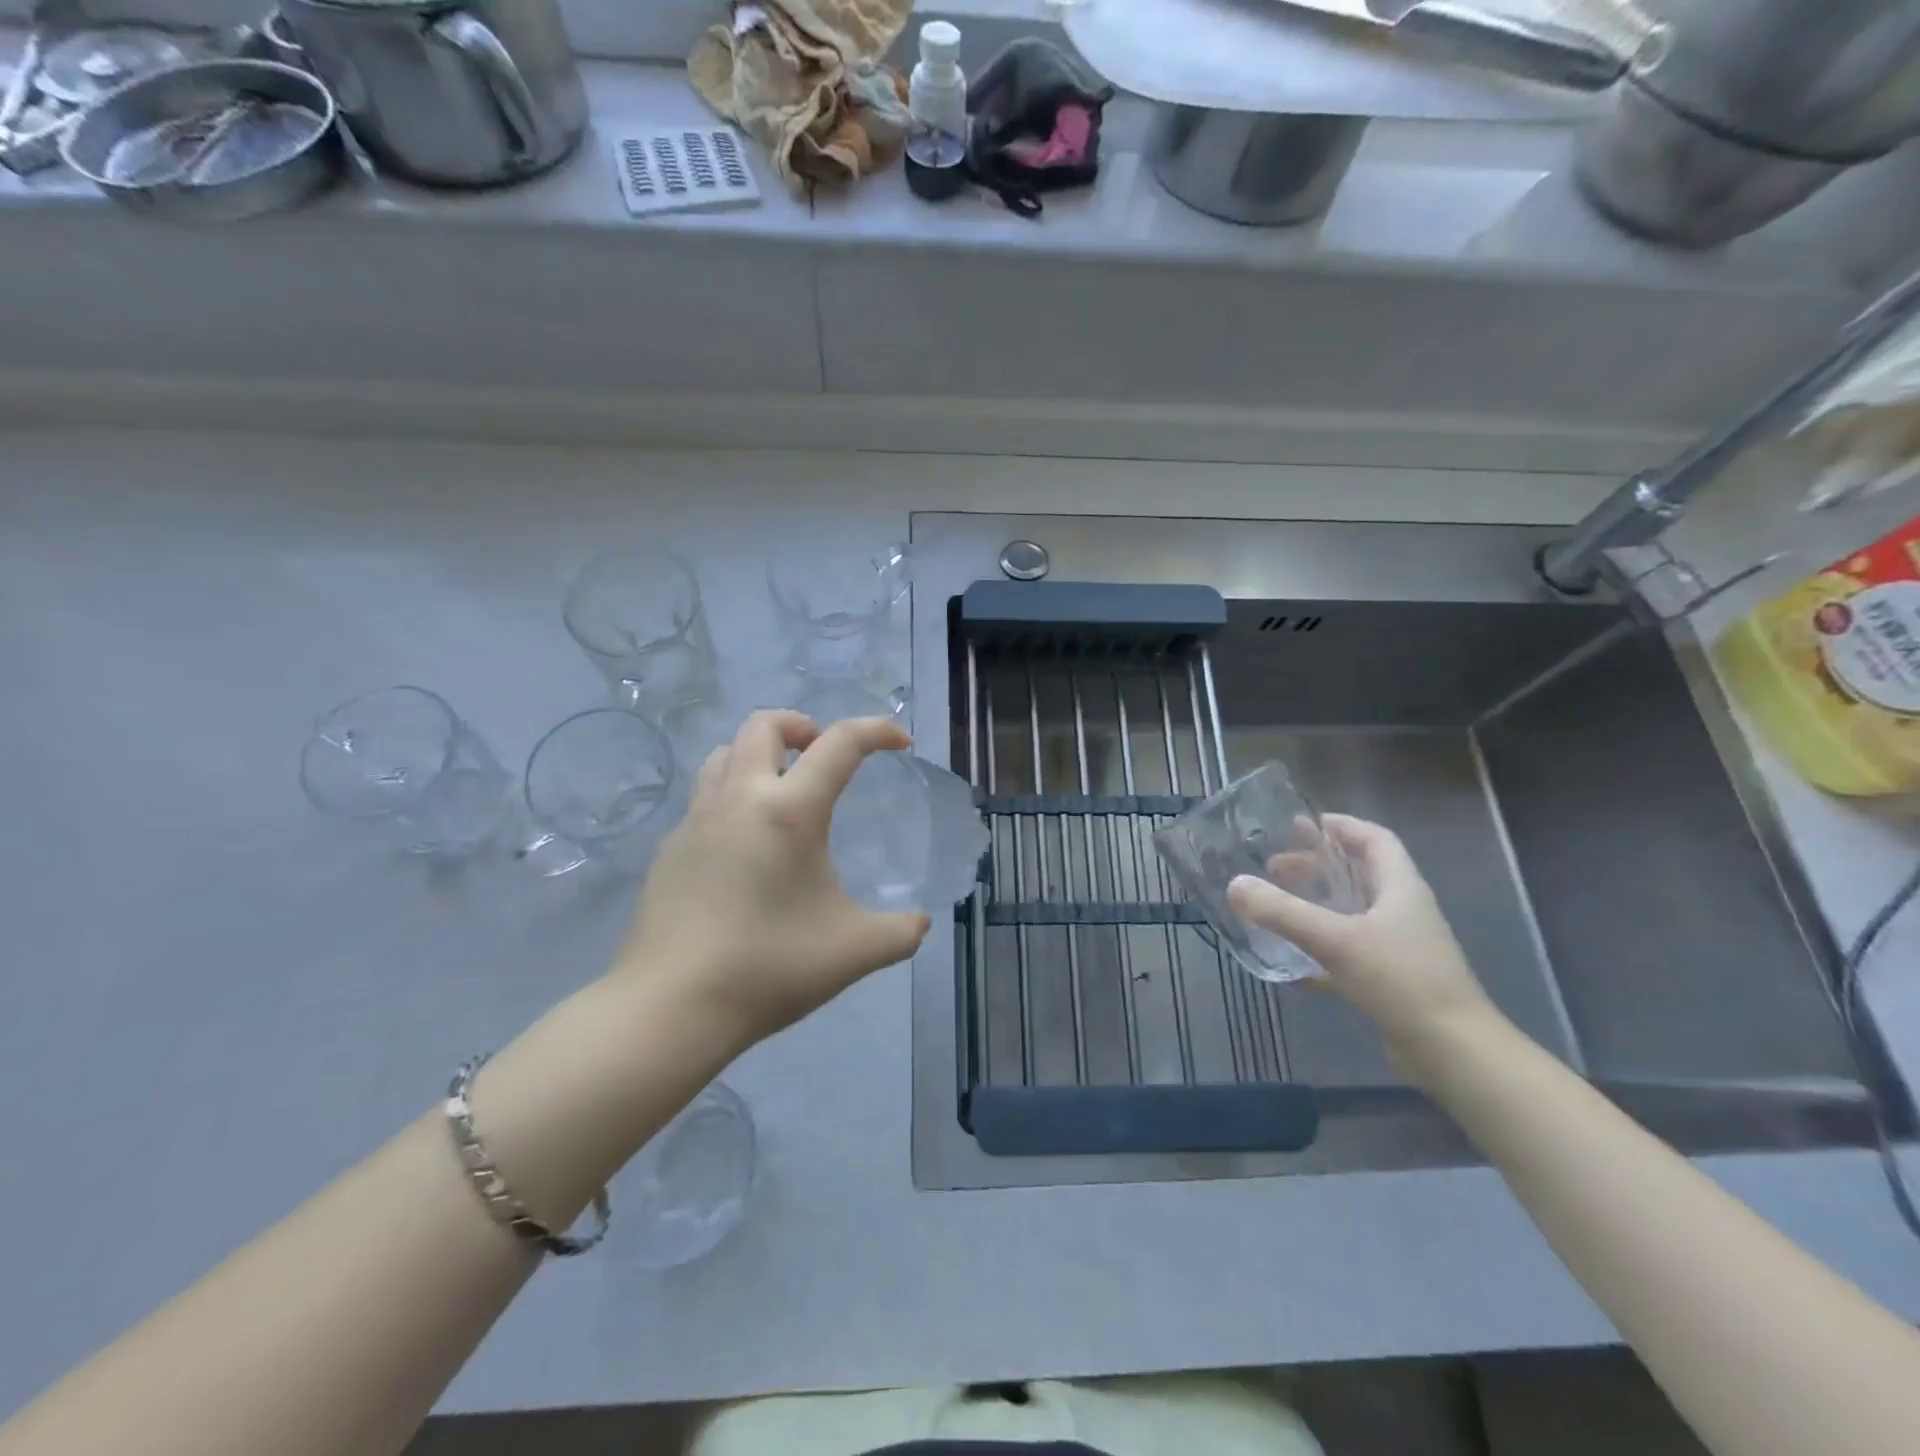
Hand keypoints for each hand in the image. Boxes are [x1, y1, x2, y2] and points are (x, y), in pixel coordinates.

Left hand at [615, 711, 932, 1048]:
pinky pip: (704, 798)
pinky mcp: (670, 850)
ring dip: (760, 755)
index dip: (877, 731)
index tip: (900, 743)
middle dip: (801, 726)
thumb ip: (901, 932)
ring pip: (725, 753)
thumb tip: (920, 923)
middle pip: (763, 724)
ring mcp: (695, 821)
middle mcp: (739, 798)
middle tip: (823, 756)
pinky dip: (733, 797)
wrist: (669, 1008)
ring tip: (783, 791)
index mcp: (789, 811)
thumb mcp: (855, 952)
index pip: (840, 743)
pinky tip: (746, 847)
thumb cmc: (769, 968)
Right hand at [1226, 814, 1497, 1079]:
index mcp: (1400, 888)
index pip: (1375, 840)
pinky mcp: (1392, 982)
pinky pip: (1349, 955)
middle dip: (1317, 866)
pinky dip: (1319, 953)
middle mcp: (1402, 912)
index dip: (1342, 826)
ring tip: (1276, 906)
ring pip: (1352, 914)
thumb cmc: (1401, 981)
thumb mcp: (1336, 940)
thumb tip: (1235, 885)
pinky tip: (1290, 967)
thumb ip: (1283, 911)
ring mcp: (1399, 948)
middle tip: (1274, 866)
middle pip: (1359, 875)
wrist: (1454, 1053)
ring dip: (1316, 906)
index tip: (1302, 824)